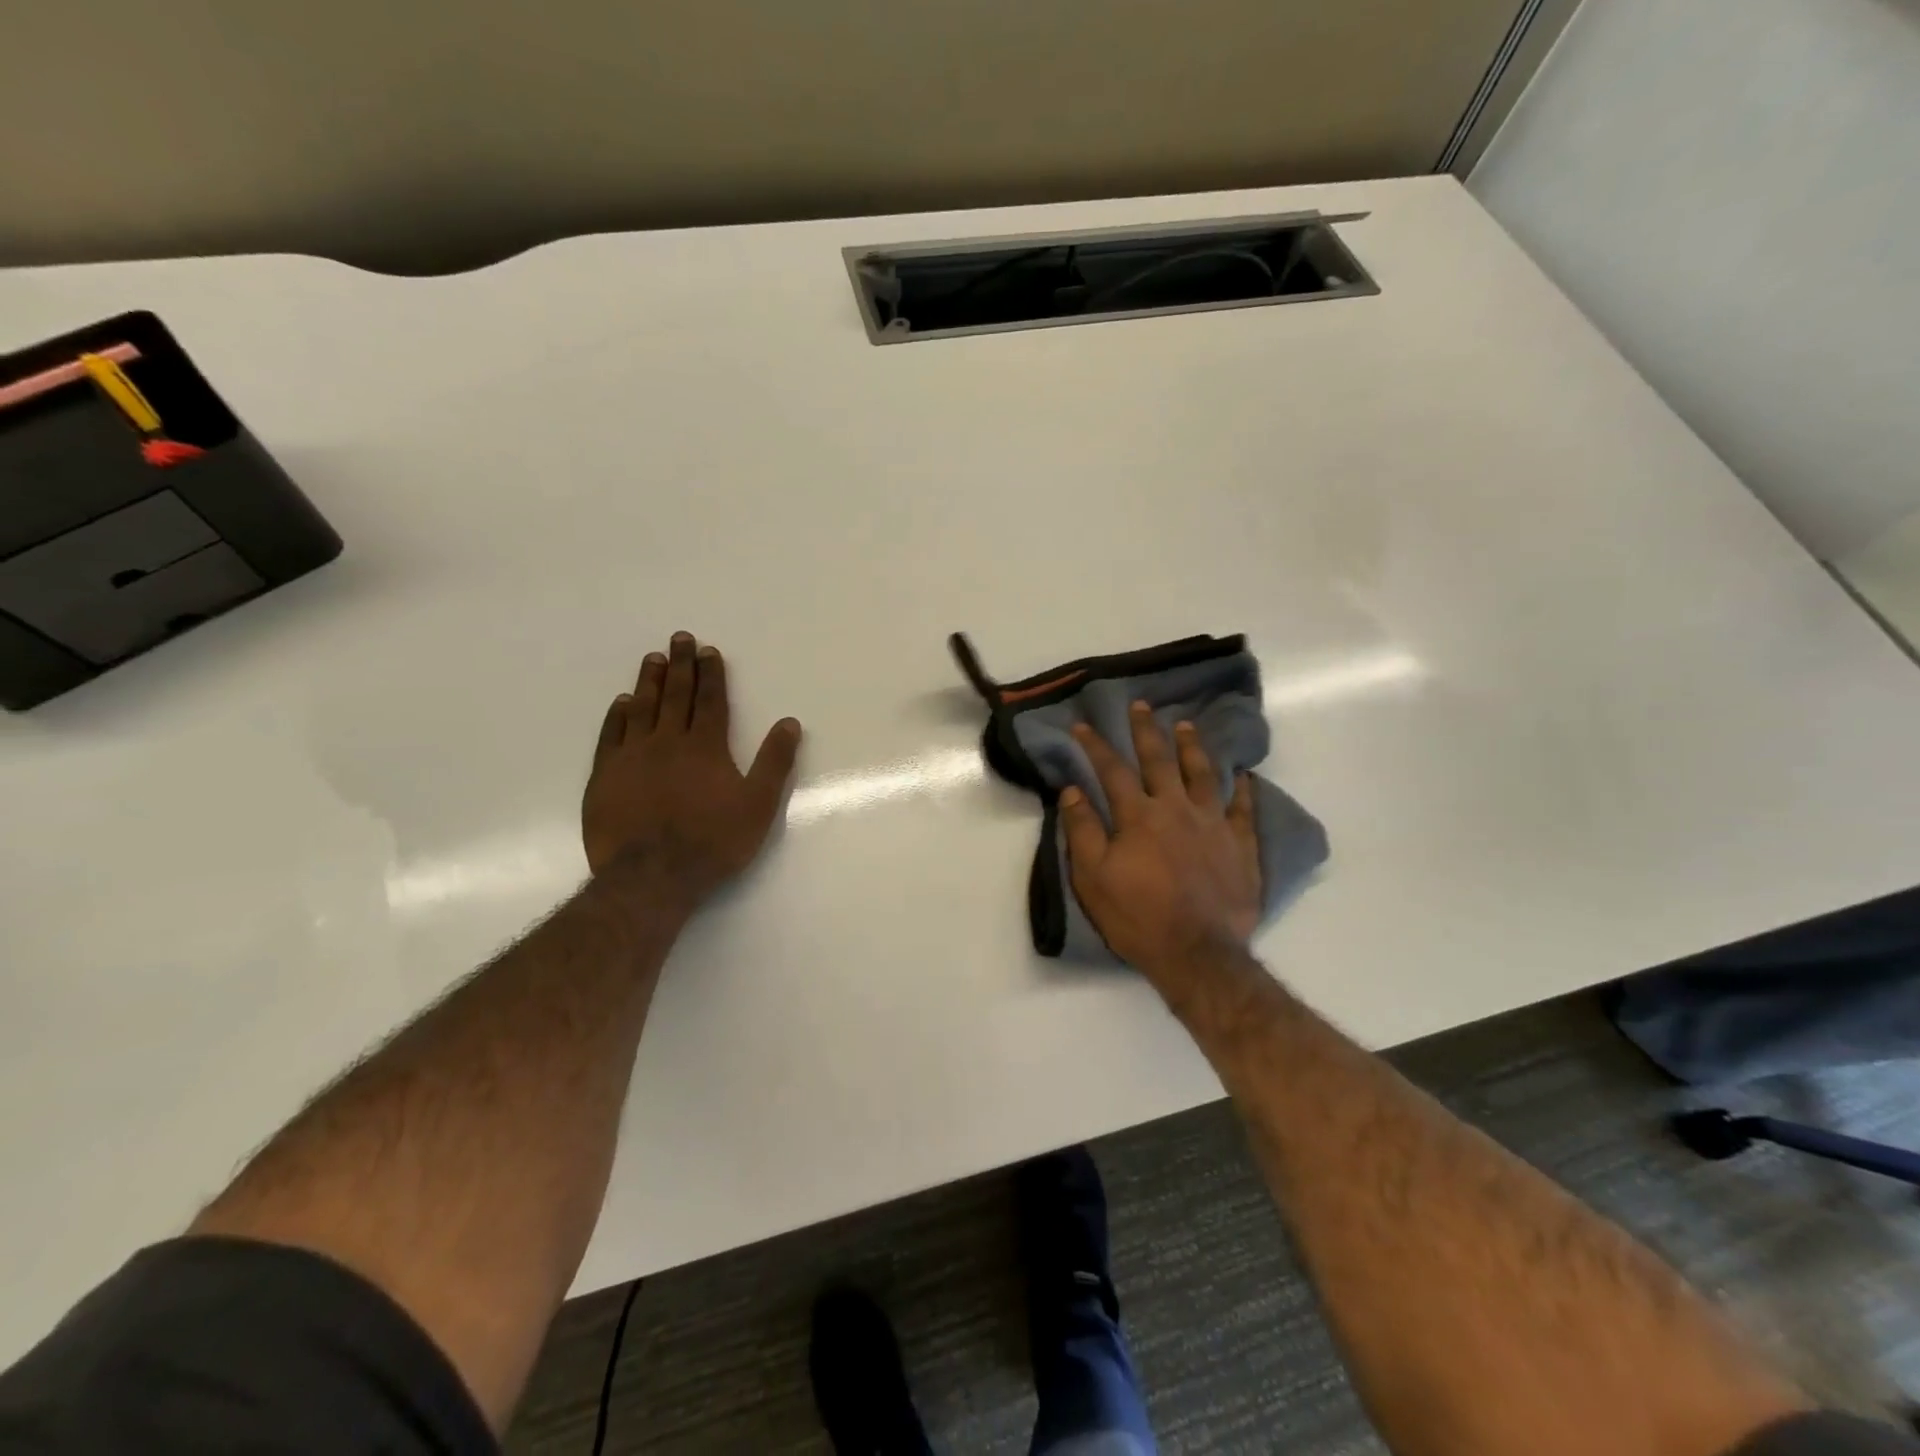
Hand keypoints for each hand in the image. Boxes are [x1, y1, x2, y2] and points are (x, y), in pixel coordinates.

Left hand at [582, 632, 802, 904]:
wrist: (651, 877)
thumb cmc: (712, 842)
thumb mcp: (759, 805)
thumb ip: (775, 762)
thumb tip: (789, 723)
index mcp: (706, 747)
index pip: (710, 701)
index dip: (711, 674)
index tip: (708, 651)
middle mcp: (667, 742)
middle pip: (675, 695)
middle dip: (680, 665)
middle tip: (679, 638)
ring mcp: (632, 757)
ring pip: (641, 708)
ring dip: (649, 681)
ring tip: (653, 658)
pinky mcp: (605, 776)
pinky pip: (611, 735)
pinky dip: (617, 715)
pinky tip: (621, 702)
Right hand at [1060, 702, 1260, 975]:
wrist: (1197, 954)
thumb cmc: (1138, 917)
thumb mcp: (1093, 878)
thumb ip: (1083, 830)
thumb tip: (1071, 791)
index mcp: (1138, 816)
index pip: (1112, 770)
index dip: (1095, 745)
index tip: (1083, 725)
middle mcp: (1177, 809)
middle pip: (1159, 760)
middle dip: (1146, 730)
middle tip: (1141, 705)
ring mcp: (1214, 824)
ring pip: (1203, 774)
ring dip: (1192, 746)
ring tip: (1185, 725)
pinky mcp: (1240, 845)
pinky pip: (1243, 809)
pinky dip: (1242, 789)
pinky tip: (1242, 774)